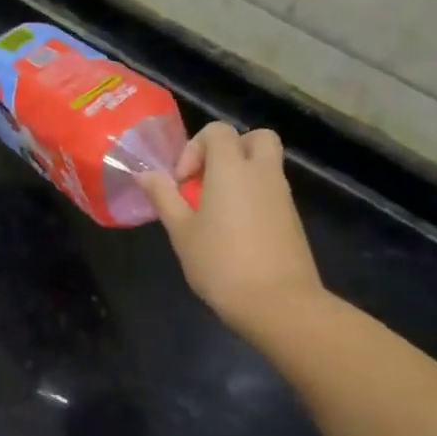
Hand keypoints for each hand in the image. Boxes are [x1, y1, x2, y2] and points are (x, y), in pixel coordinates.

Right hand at [138, 122, 322, 336]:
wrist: (279, 304)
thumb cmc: (221, 263)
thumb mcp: (181, 231)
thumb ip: (163, 197)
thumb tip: (145, 174)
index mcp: (232, 169)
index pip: (218, 131)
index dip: (195, 148)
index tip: (182, 181)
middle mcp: (262, 174)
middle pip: (256, 138)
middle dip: (230, 149)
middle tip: (208, 179)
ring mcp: (282, 196)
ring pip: (265, 165)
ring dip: (241, 175)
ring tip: (215, 210)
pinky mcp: (292, 219)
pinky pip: (271, 191)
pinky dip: (253, 197)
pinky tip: (234, 230)